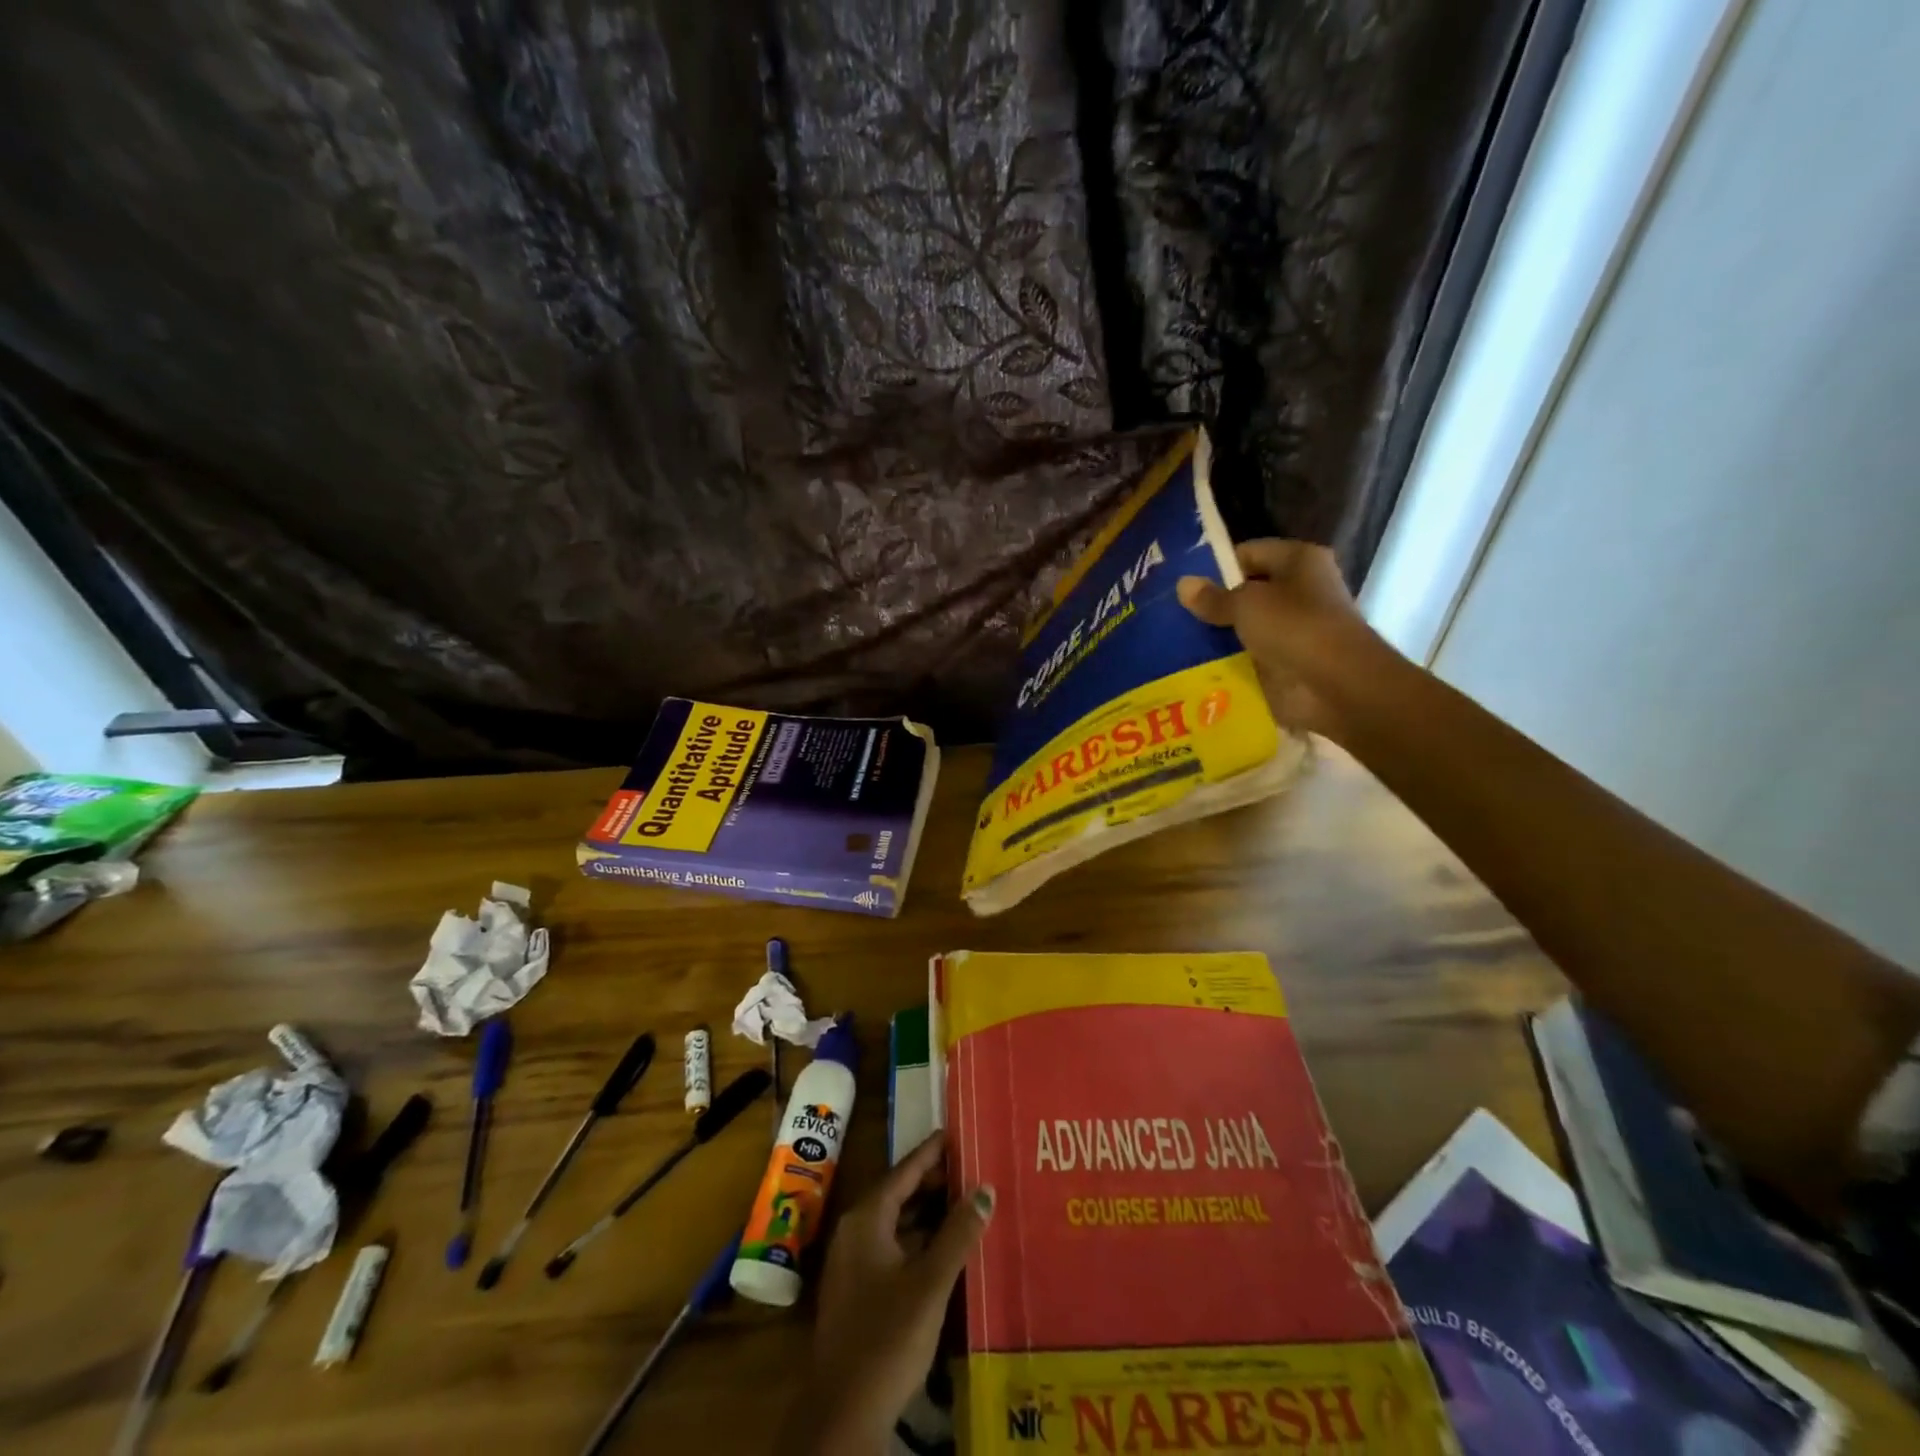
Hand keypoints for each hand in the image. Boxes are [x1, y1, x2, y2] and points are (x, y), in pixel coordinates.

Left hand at [788, 1133, 993, 1454]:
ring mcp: (853, 1262)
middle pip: (898, 1193)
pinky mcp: (858, 1290)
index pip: (904, 1171)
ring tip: (966, 1202)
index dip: (931, 1152)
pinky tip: (945, 1248)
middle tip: (971, 1168)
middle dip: (933, 1182)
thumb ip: (958, 1233)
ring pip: (896, 1222)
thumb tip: (985, 1188)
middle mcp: (855, 1231)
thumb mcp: (931, 1283)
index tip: (956, 1132)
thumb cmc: (887, 1337)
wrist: (842, 1413)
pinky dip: (918, 1240)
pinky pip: (892, 1247)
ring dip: (928, 1213)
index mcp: (866, 1218)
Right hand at [1176, 539, 1389, 740]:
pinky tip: (1195, 668)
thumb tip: (1182, 584)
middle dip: (1214, 604)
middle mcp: (1300, 591)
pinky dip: (1228, 663)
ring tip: (1174, 642)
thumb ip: (1213, 597)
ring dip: (1219, 636)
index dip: (1216, 566)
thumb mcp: (1246, 604)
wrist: (1335, 685)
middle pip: (1247, 592)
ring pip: (1246, 627)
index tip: (1183, 584)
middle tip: (1171, 614)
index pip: (1249, 553)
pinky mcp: (1288, 663)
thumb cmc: (1295, 628)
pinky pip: (1249, 658)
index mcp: (1299, 561)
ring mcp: (1295, 630)